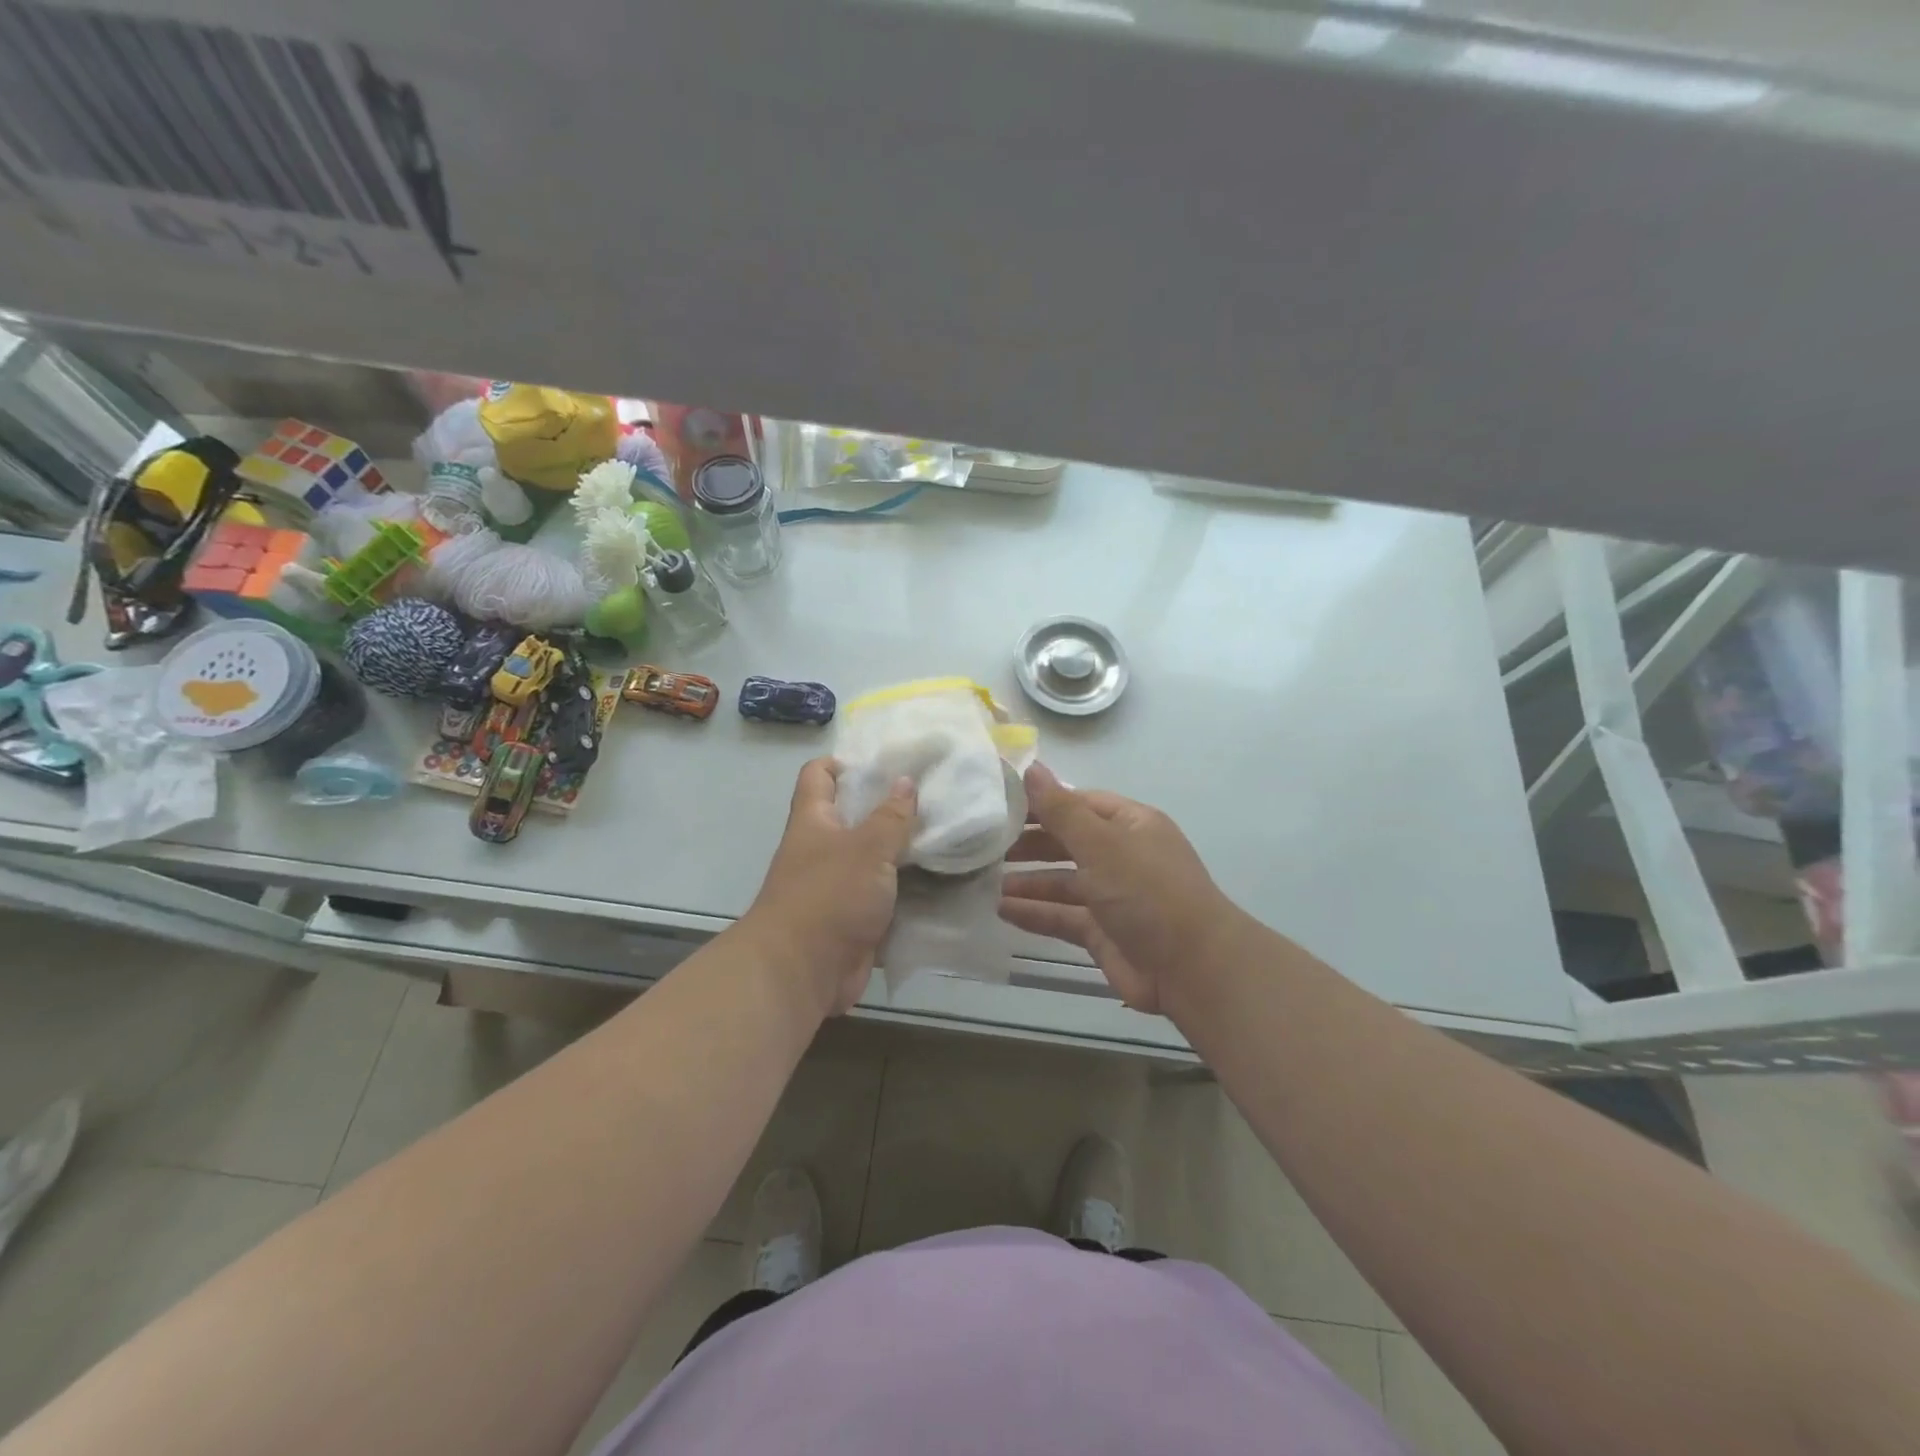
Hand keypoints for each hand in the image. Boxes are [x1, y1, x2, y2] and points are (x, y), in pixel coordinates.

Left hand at [743, 758, 917, 1017]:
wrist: (801, 972)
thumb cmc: (828, 896)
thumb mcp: (866, 848)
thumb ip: (890, 816)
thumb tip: (905, 782)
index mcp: (814, 821)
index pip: (818, 776)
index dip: (844, 763)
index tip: (884, 762)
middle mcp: (822, 850)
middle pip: (853, 817)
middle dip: (889, 807)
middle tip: (933, 798)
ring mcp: (837, 887)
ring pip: (874, 860)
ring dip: (904, 852)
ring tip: (947, 835)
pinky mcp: (854, 920)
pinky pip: (884, 897)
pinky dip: (907, 892)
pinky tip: (943, 881)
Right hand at [999, 763, 1230, 1014]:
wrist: (1192, 969)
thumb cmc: (1147, 892)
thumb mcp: (1101, 844)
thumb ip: (1061, 809)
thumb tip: (1030, 766)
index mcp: (1130, 824)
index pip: (1079, 803)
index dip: (1041, 803)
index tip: (999, 804)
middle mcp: (1122, 856)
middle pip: (1068, 842)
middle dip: (1030, 844)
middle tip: (986, 845)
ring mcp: (1113, 897)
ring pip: (1063, 882)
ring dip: (1028, 881)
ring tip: (985, 881)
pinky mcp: (1104, 933)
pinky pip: (1063, 916)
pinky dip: (1035, 913)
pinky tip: (1001, 911)